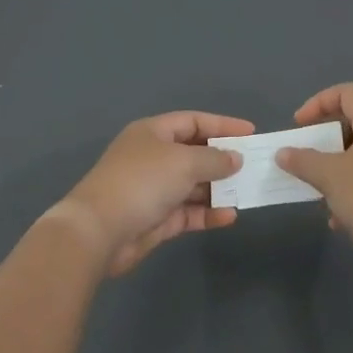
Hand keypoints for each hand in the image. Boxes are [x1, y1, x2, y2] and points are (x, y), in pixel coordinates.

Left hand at [61, 112, 248, 275]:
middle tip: (253, 166)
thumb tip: (235, 158)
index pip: (193, 122)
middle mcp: (153, 157)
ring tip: (247, 192)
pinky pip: (188, 211)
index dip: (222, 125)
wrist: (99, 231)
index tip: (250, 132)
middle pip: (194, 153)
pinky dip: (207, 213)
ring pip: (193, 184)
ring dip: (218, 188)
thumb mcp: (183, 162)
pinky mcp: (156, 219)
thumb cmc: (142, 182)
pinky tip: (229, 216)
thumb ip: (214, 159)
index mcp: (153, 133)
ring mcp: (154, 189)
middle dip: (222, 159)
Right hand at [275, 83, 352, 249]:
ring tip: (321, 192)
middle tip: (307, 158)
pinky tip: (340, 218)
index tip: (300, 126)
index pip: (347, 93)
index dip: (319, 103)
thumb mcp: (329, 176)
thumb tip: (283, 153)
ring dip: (337, 170)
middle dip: (325, 141)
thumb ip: (303, 160)